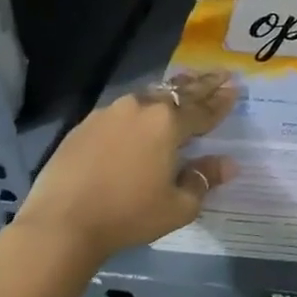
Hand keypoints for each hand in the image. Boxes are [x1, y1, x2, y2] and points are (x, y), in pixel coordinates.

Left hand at [16, 73, 236, 266]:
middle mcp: (141, 107)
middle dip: (202, 83)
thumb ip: (204, 179)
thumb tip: (228, 164)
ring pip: (149, 96)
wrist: (61, 223)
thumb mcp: (178, 206)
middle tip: (219, 73)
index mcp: (168, 123)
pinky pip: (122, 110)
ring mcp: (110, 113)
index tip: (235, 87)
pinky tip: (139, 115)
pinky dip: (139, 109)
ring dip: (169, 92)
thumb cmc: (128, 215)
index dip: (221, 100)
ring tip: (182, 86)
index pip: (203, 109)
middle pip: (179, 92)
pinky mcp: (86, 124)